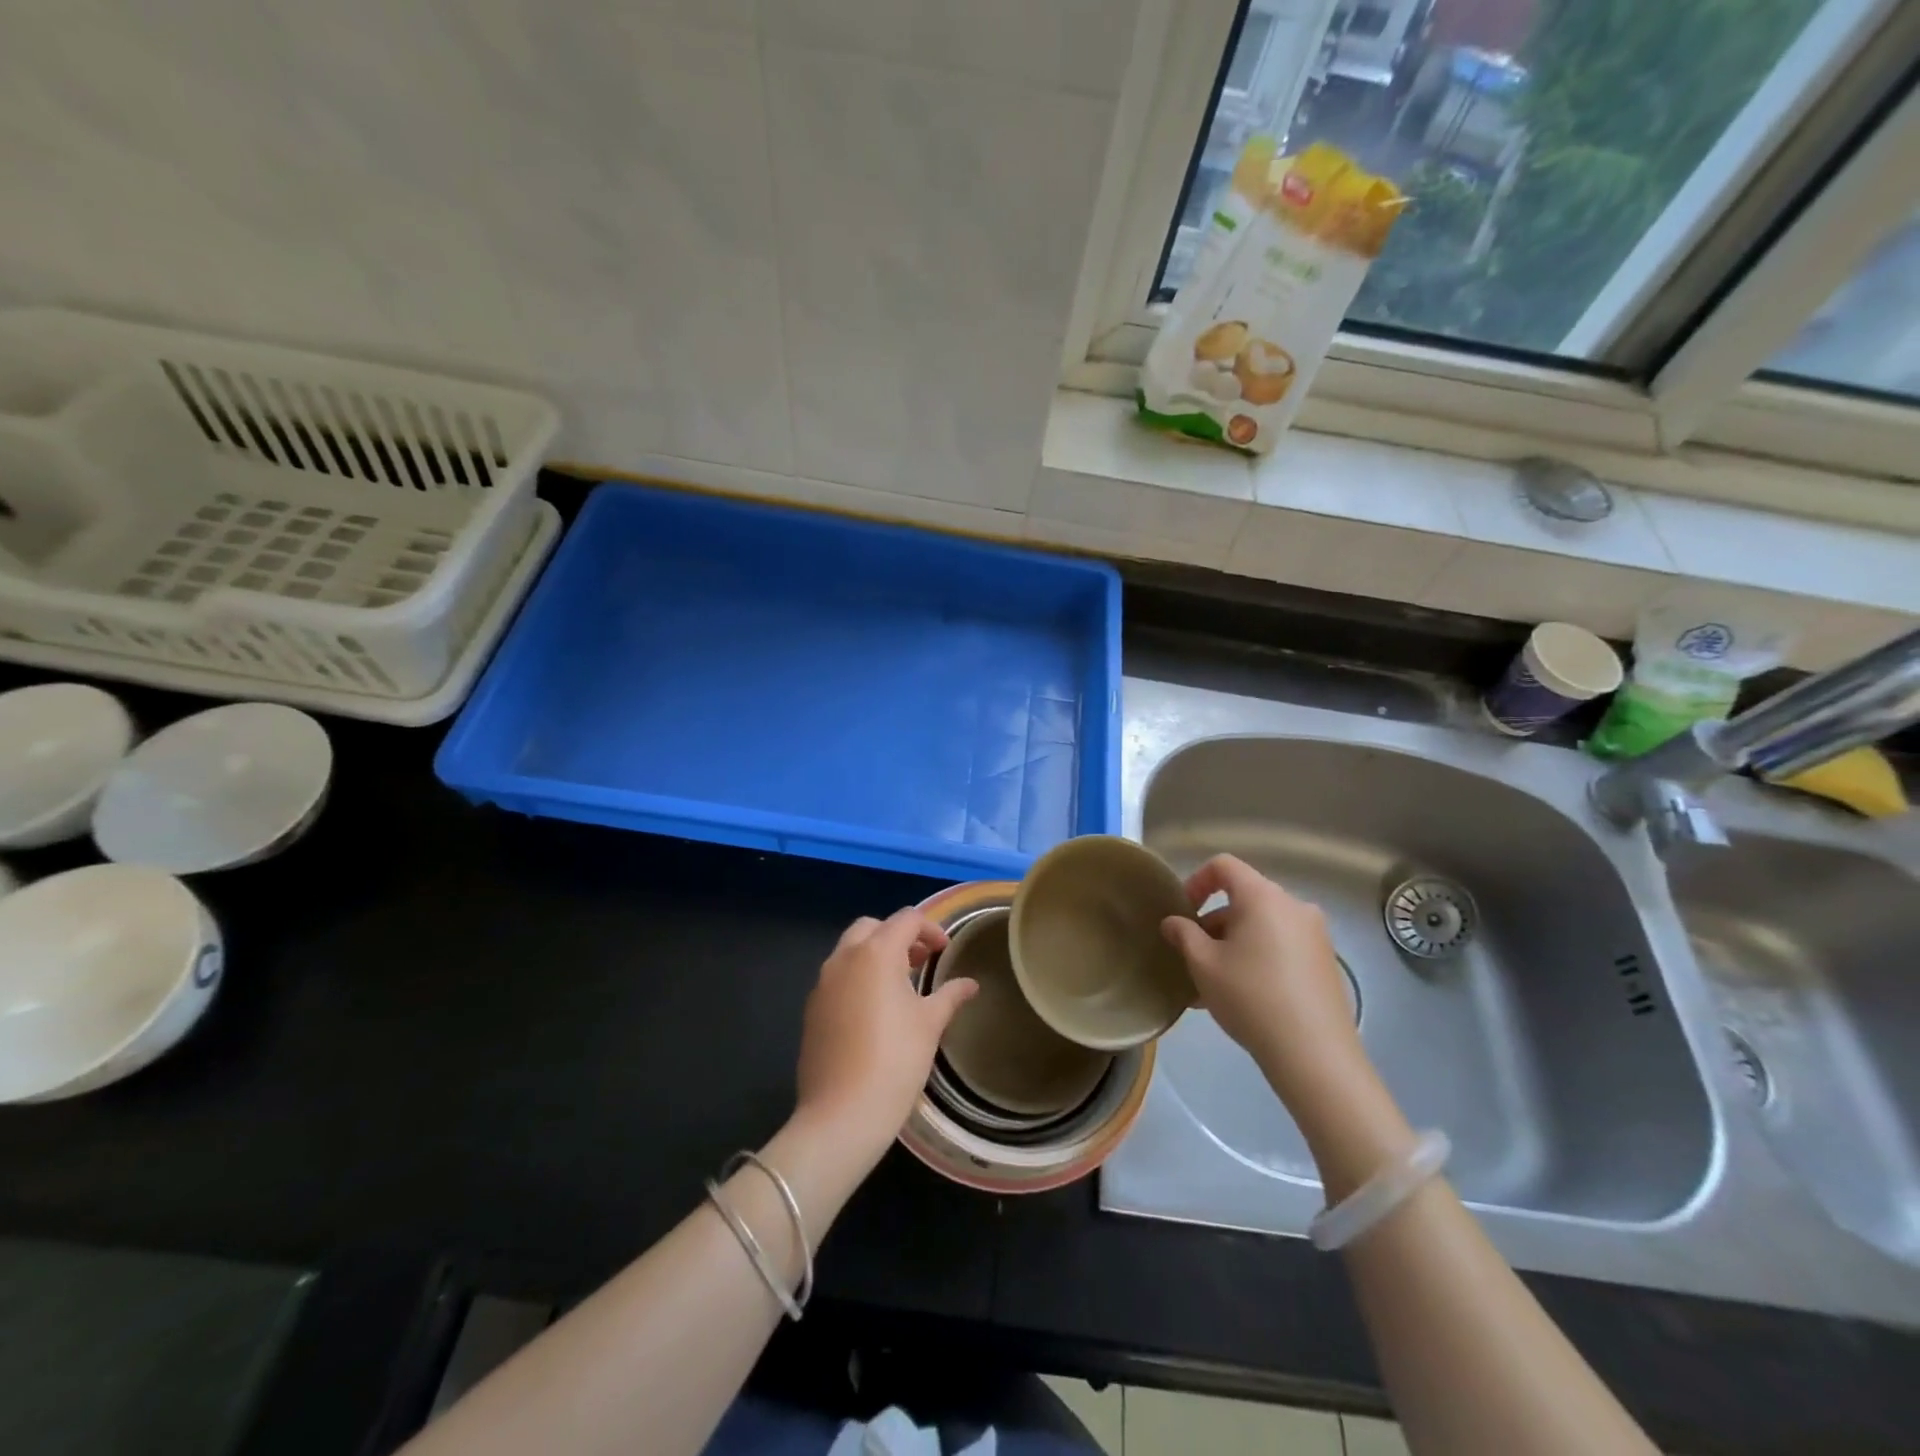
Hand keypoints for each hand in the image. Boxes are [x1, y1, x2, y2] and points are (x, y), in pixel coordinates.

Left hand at [794, 908, 977, 1164]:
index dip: (930, 929)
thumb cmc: (896, 1061)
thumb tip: (970, 983)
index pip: (906, 920)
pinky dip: (857, 977)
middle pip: (872, 927)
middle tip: (921, 961)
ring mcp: (822, 983)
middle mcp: (844, 958)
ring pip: (850, 950)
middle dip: (897, 936)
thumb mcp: (930, 1024)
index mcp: (876, 953)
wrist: (841, 1114)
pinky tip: (873, 1010)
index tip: (945, 951)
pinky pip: (837, 977)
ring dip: (875, 955)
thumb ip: (950, 995)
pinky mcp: (811, 1008)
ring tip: (900, 984)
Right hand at [1159, 855, 1365, 1108]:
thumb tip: (1173, 922)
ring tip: (1210, 984)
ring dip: (1232, 944)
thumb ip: (1183, 935)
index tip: (1182, 913)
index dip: (1196, 882)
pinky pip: (1280, 947)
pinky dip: (1256, 958)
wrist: (1314, 1054)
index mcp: (1263, 897)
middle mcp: (1294, 906)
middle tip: (1192, 955)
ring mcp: (1314, 935)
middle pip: (1244, 899)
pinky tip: (1239, 996)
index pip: (1224, 866)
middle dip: (1212, 922)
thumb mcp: (1203, 964)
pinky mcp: (1324, 963)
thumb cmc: (1250, 997)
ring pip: (1261, 926)